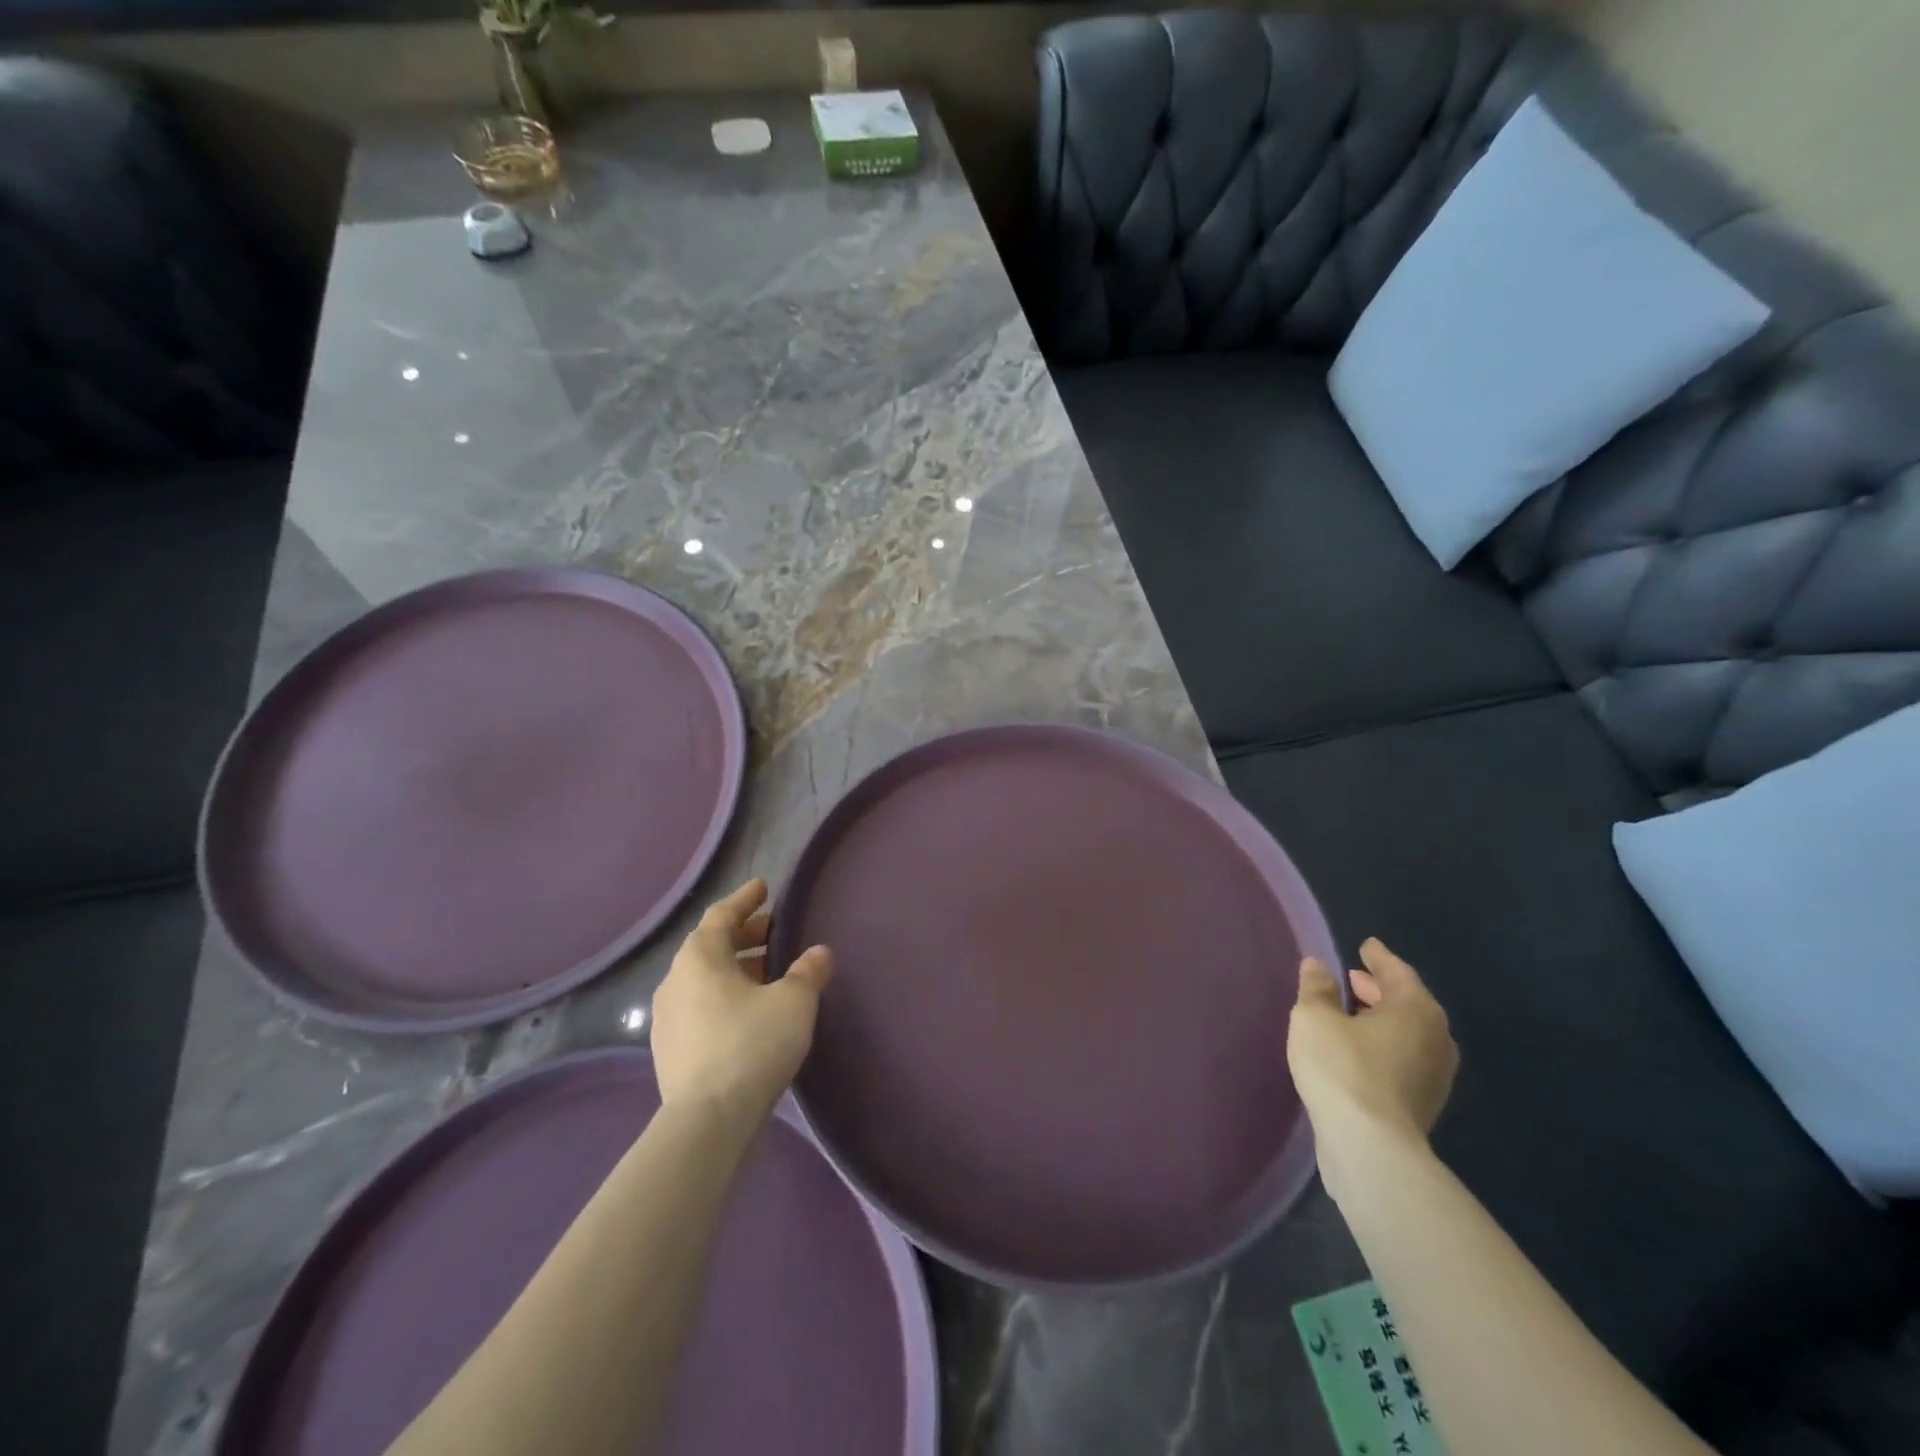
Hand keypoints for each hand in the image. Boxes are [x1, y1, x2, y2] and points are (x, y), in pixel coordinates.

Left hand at [650, 879, 833, 1124]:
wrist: (708, 1120)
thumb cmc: (752, 1044)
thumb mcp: (793, 1002)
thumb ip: (808, 972)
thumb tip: (819, 952)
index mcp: (700, 957)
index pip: (721, 915)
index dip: (745, 899)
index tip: (763, 887)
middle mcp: (675, 980)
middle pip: (711, 945)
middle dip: (744, 934)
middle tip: (773, 930)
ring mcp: (667, 1017)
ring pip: (704, 978)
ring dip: (735, 967)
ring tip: (768, 971)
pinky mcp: (670, 1050)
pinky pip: (700, 1006)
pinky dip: (725, 996)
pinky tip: (748, 1011)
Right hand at [1288, 939, 1458, 1186]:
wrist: (1371, 1148)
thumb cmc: (1342, 1068)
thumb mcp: (1314, 1018)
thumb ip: (1317, 988)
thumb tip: (1318, 965)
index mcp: (1415, 1009)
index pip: (1398, 972)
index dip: (1379, 958)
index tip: (1366, 946)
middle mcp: (1435, 1038)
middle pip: (1408, 1003)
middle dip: (1379, 989)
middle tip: (1353, 978)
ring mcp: (1435, 1075)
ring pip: (1408, 1033)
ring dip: (1382, 1019)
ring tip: (1352, 1013)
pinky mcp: (1424, 1103)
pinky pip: (1405, 1057)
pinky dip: (1385, 1044)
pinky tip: (1359, 1049)